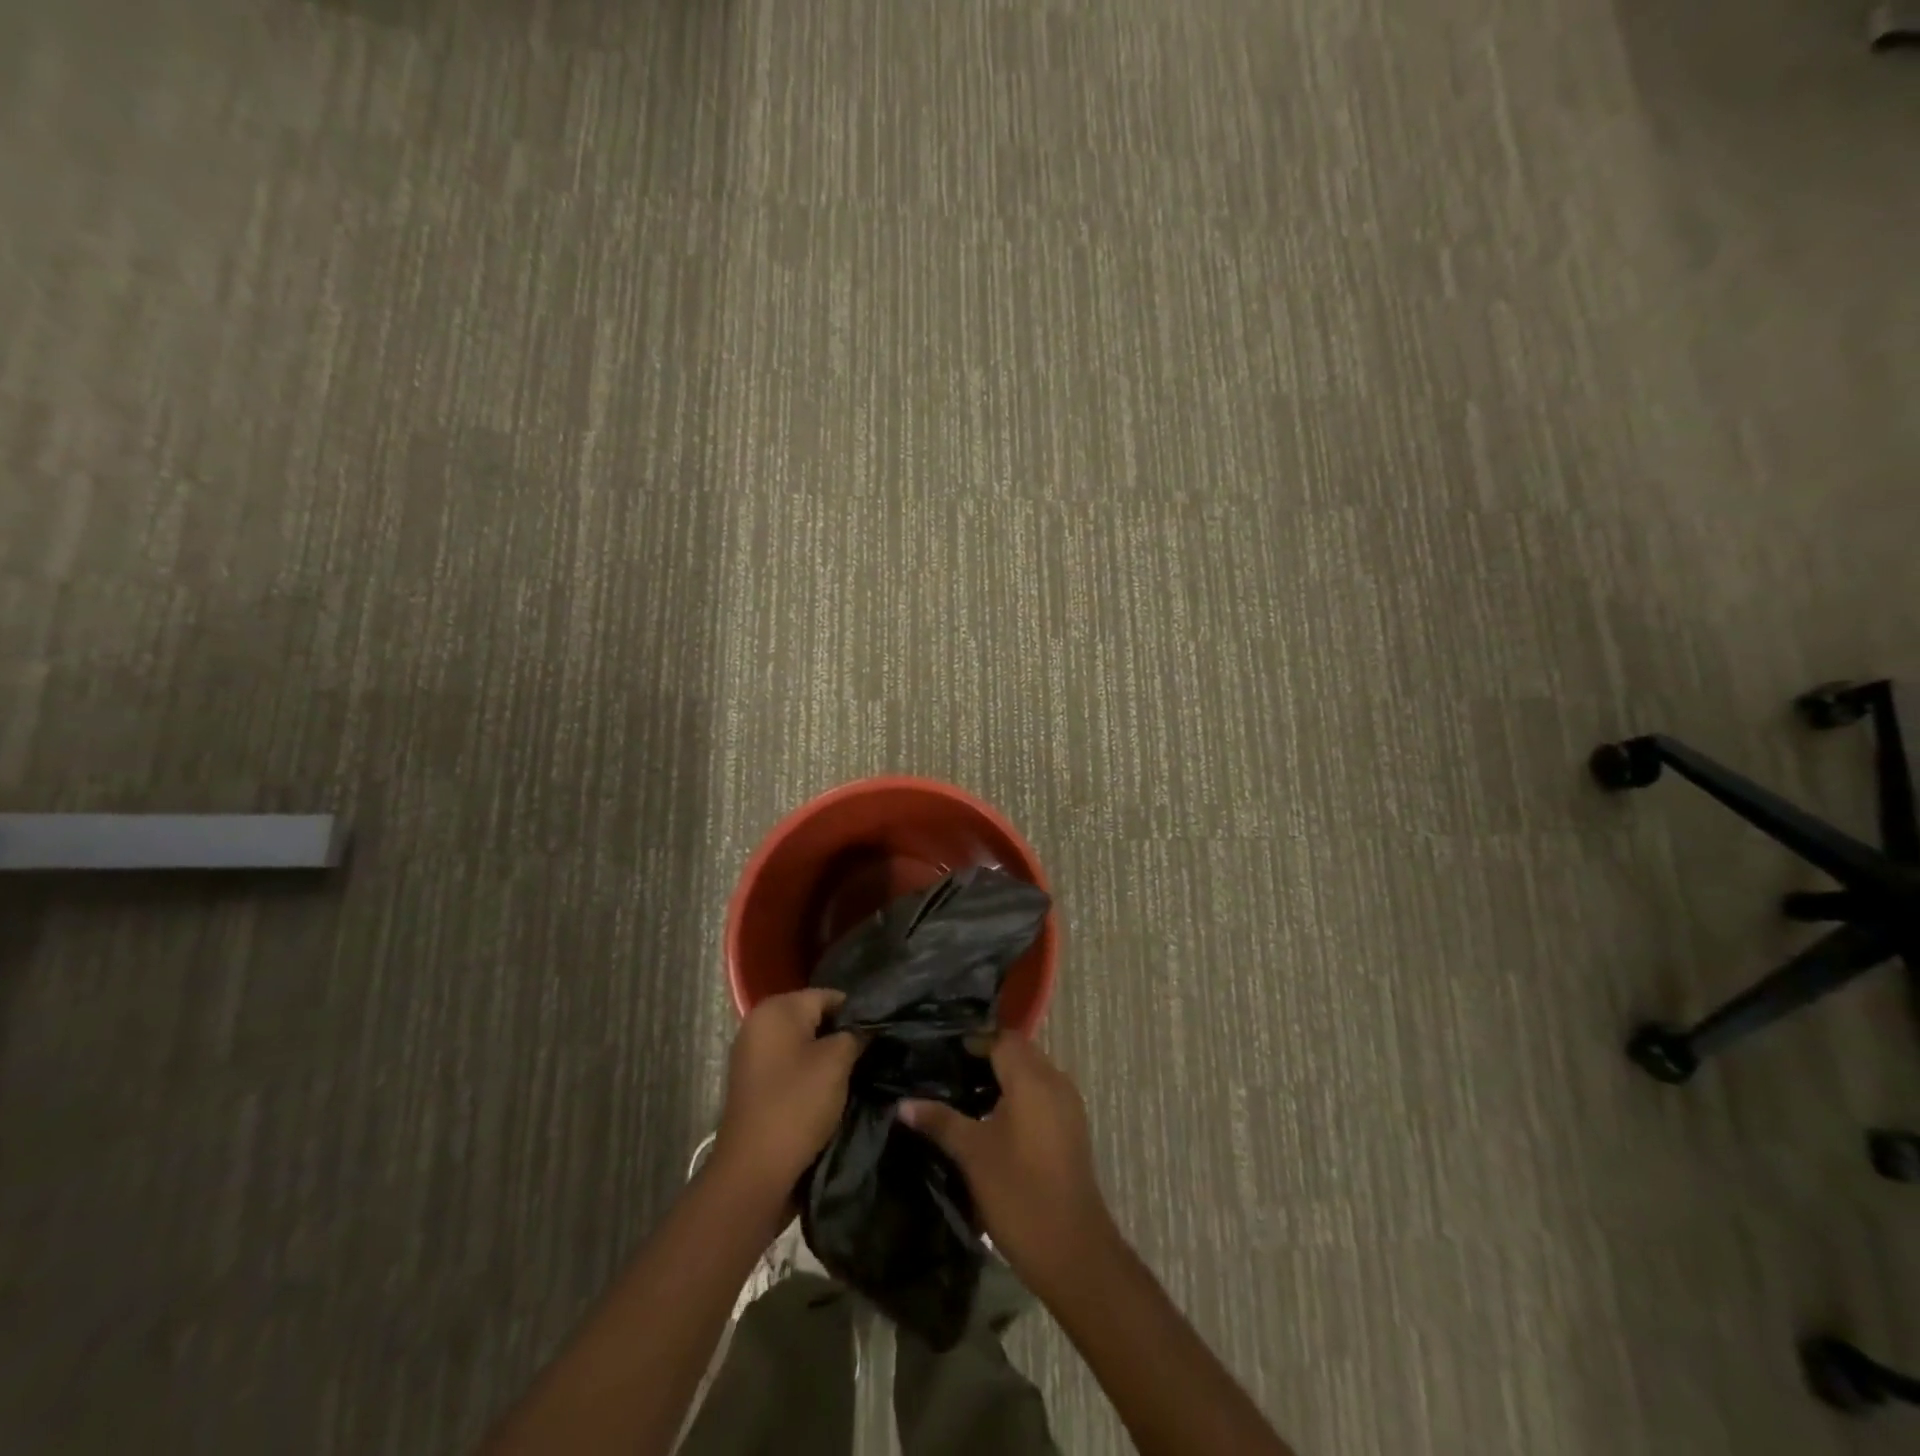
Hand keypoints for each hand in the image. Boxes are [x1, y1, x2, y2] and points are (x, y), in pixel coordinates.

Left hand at [711, 989, 861, 1208]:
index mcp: (776, 1009)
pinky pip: (789, 1064)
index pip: (829, 995)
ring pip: (802, 1043)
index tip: (880, 1033)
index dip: (857, 1013)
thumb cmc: (797, 1104)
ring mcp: (751, 1054)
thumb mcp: (837, 1063)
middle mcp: (759, 1022)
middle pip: (813, 1017)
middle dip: (841, 1033)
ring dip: (826, 1055)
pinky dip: (808, 1072)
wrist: (754, 1171)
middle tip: (870, 1053)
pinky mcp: (752, 1082)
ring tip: (854, 1072)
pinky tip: (828, 1090)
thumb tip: (867, 1027)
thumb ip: (856, 1034)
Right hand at [900, 1035, 1118, 1292]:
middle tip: (949, 1071)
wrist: (1072, 1250)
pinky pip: (1042, 1093)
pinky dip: (1019, 1094)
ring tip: (965, 1094)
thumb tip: (903, 1104)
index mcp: (1032, 1078)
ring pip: (1032, 1072)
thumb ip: (940, 1121)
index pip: (1001, 1038)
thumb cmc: (1018, 1193)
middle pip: (1019, 1051)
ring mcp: (1068, 1105)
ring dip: (1004, 1076)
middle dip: (986, 1056)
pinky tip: (993, 1119)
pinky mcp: (1071, 1127)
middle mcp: (1055, 1081)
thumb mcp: (972, 1154)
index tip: (942, 1052)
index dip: (973, 1041)